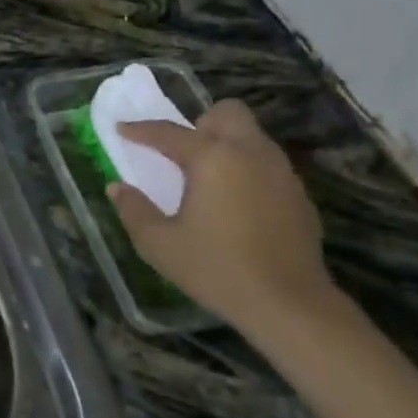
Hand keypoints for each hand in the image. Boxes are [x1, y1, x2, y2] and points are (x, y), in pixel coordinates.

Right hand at [106, 98, 335, 341]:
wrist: (290, 305)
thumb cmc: (217, 268)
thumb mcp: (160, 244)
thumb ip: (134, 210)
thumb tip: (118, 188)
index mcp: (212, 158)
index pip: (168, 132)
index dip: (140, 130)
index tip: (122, 130)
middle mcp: (249, 153)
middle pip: (227, 113)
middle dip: (202, 124)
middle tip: (184, 154)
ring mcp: (281, 172)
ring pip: (252, 137)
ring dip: (227, 145)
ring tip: (208, 180)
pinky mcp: (299, 196)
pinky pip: (268, 165)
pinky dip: (248, 171)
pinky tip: (237, 205)